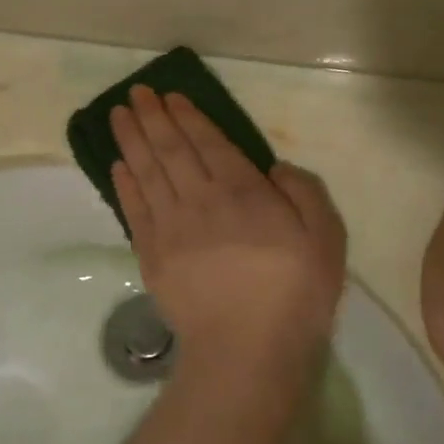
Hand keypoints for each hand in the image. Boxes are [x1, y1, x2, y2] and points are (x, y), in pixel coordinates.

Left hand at [111, 86, 345, 399]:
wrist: (247, 350)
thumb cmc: (295, 293)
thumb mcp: (326, 236)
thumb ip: (303, 191)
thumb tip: (273, 168)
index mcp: (243, 191)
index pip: (209, 143)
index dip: (188, 117)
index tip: (170, 97)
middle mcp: (201, 199)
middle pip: (171, 149)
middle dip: (152, 118)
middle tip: (136, 93)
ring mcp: (171, 227)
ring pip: (146, 172)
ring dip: (131, 140)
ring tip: (117, 115)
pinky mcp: (152, 255)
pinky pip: (134, 210)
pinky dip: (124, 184)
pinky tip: (117, 165)